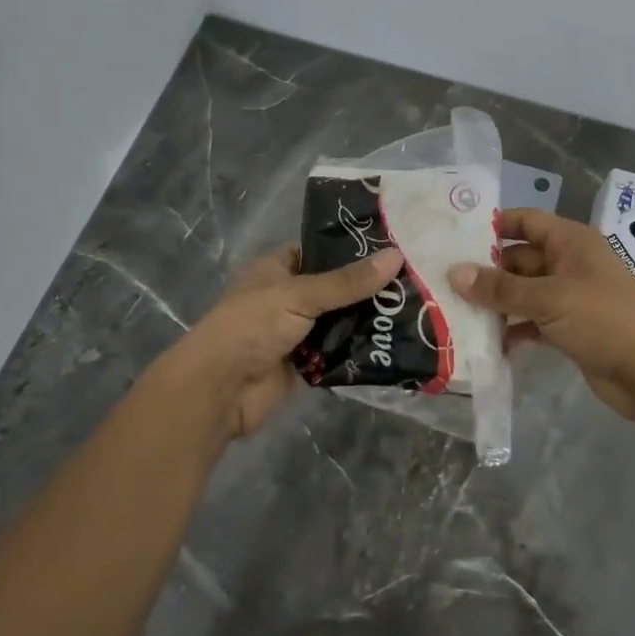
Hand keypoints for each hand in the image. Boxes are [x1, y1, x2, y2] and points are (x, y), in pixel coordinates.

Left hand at [168, 243, 404, 438]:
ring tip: (414, 308)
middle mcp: (286, 296)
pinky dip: (359, 349)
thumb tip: (396, 256)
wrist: (220, 390)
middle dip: (368, 288)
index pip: (319, 250)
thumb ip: (347, 281)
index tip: (393, 246)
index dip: (351, 248)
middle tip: (414, 280)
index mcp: (276, 268)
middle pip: (334, 288)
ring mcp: (296, 331)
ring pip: (339, 320)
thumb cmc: (252, 326)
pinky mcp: (304, 364)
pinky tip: (394, 342)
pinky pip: (338, 352)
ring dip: (367, 319)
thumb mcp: (300, 294)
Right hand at [449, 208, 634, 431]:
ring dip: (495, 303)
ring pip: (522, 292)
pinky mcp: (568, 329)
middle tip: (443, 280)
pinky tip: (485, 343)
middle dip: (485, 271)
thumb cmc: (604, 320)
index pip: (525, 221)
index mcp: (570, 242)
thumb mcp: (549, 299)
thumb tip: (454, 273)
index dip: (493, 226)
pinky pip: (531, 322)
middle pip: (518, 259)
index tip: (453, 235)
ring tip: (453, 311)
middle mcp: (568, 263)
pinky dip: (512, 330)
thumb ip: (500, 288)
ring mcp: (569, 297)